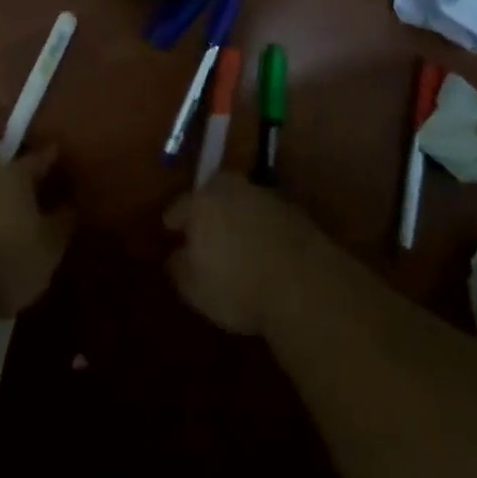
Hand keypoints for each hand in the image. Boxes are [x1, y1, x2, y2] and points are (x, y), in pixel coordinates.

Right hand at [165, 176, 312, 335]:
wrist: (305, 286)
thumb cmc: (237, 286)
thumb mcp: (194, 289)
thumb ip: (179, 268)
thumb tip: (177, 256)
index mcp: (202, 201)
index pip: (181, 206)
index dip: (174, 220)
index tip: (171, 230)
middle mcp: (233, 189)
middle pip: (215, 191)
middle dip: (208, 206)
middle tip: (205, 227)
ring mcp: (267, 198)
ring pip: (244, 201)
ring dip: (238, 215)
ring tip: (237, 240)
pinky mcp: (296, 213)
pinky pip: (268, 217)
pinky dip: (263, 227)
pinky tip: (264, 248)